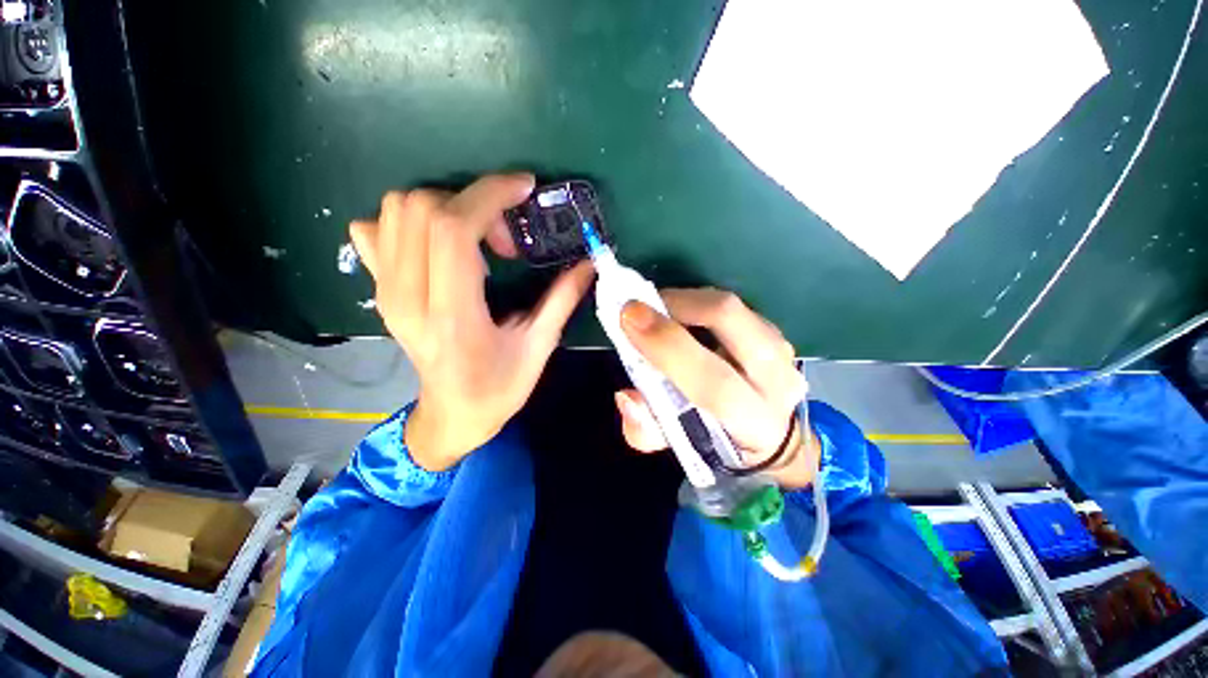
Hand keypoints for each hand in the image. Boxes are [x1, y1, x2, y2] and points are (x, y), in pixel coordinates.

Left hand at [350, 173, 593, 470]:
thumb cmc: (498, 389)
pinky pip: (375, 229)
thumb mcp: (538, 348)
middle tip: (505, 236)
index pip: (454, 229)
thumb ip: (562, 300)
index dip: (489, 195)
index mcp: (453, 315)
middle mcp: (409, 297)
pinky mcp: (381, 290)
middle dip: (474, 203)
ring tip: (478, 240)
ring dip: (446, 208)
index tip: (523, 188)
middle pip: (422, 208)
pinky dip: (408, 221)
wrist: (451, 415)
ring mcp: (387, 291)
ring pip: (396, 209)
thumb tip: (589, 263)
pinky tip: (438, 245)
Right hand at [613, 289, 819, 488]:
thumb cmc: (717, 441)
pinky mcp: (773, 329)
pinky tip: (678, 315)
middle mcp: (775, 380)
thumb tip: (626, 395)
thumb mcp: (676, 447)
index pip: (714, 382)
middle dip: (677, 305)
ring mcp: (780, 348)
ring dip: (684, 301)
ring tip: (656, 312)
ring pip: (730, 306)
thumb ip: (646, 429)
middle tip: (639, 307)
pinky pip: (730, 305)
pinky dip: (696, 303)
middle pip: (729, 321)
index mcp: (753, 421)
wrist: (770, 432)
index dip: (668, 347)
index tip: (629, 319)